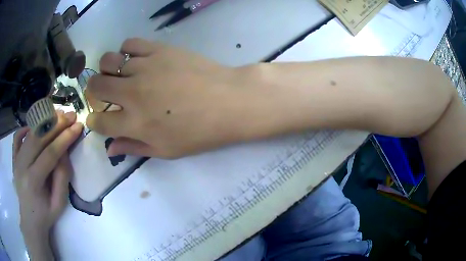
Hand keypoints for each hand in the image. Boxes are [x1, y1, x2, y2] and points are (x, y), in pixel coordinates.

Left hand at [13, 111, 82, 258]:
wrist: (30, 219)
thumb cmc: (46, 214)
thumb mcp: (59, 203)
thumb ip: (62, 176)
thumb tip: (64, 151)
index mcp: (33, 181)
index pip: (49, 153)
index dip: (65, 138)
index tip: (78, 126)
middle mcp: (22, 166)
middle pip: (38, 138)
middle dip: (56, 124)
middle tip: (71, 115)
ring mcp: (16, 159)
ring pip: (29, 134)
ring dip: (44, 122)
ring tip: (58, 115)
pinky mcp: (14, 157)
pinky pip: (17, 136)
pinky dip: (26, 128)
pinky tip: (35, 126)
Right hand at [86, 38, 248, 157]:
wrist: (229, 101)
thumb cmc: (200, 132)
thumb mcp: (166, 150)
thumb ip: (133, 148)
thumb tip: (109, 148)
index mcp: (134, 123)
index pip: (98, 121)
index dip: (93, 120)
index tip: (97, 117)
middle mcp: (132, 93)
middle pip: (95, 86)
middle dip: (93, 91)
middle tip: (104, 93)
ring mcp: (145, 67)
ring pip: (108, 61)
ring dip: (108, 69)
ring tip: (119, 74)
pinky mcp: (159, 49)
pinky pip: (130, 43)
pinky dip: (126, 51)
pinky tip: (136, 59)